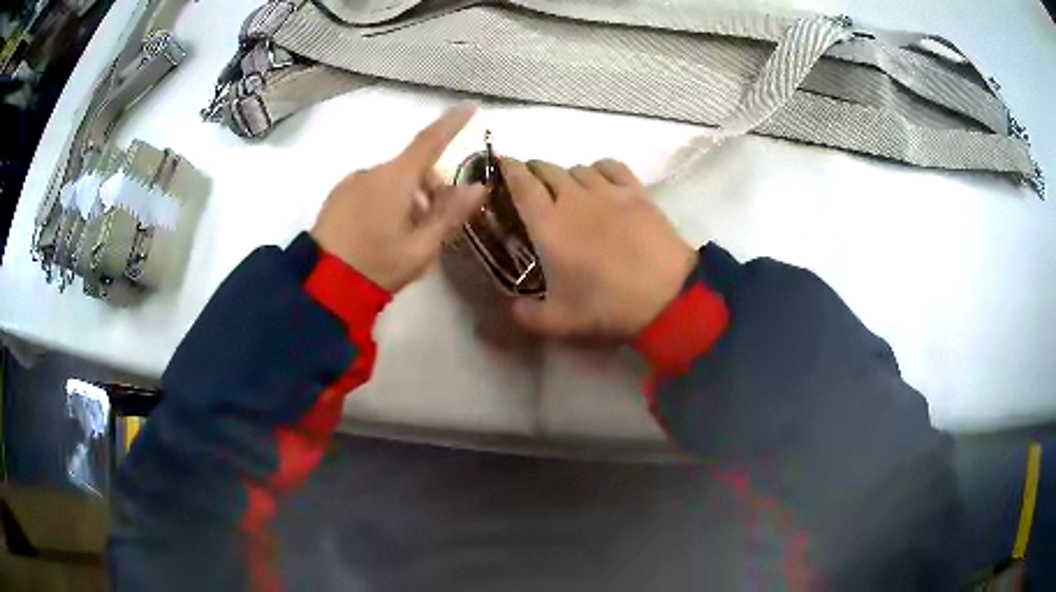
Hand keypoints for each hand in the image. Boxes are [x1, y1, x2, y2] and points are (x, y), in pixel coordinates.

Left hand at [311, 105, 486, 292]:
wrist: (321, 286)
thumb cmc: (377, 266)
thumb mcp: (421, 248)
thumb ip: (450, 214)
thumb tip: (478, 186)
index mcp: (395, 178)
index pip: (429, 141)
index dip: (451, 124)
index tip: (469, 108)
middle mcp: (371, 172)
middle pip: (411, 167)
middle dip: (429, 186)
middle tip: (436, 223)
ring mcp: (349, 183)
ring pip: (390, 181)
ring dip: (405, 198)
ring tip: (405, 237)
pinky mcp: (335, 198)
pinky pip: (369, 190)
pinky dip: (384, 203)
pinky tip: (380, 235)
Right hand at [502, 157, 696, 337]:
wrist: (666, 294)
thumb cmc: (607, 304)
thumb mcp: (559, 321)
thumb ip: (526, 316)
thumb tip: (510, 308)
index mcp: (548, 223)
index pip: (520, 182)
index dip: (507, 168)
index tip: (500, 165)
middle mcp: (573, 198)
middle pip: (546, 167)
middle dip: (533, 171)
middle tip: (531, 188)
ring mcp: (607, 191)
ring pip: (577, 167)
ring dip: (565, 175)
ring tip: (567, 191)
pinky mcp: (636, 191)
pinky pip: (610, 166)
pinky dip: (598, 169)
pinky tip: (599, 181)